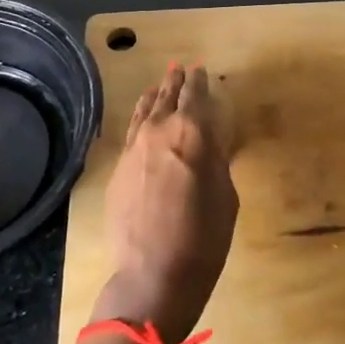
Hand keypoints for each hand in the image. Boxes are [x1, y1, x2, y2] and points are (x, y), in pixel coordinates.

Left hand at [93, 65, 237, 342]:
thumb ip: (217, 159)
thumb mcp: (225, 195)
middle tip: (180, 69)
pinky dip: (141, 119)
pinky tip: (143, 120)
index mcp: (192, 132)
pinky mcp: (119, 169)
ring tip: (160, 86)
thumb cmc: (204, 237)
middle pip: (167, 96)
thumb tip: (210, 141)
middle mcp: (160, 131)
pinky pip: (132, 132)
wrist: (154, 274)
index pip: (195, 95)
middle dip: (175, 82)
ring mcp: (134, 149)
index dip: (199, 81)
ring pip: (145, 111)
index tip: (201, 71)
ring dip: (155, 95)